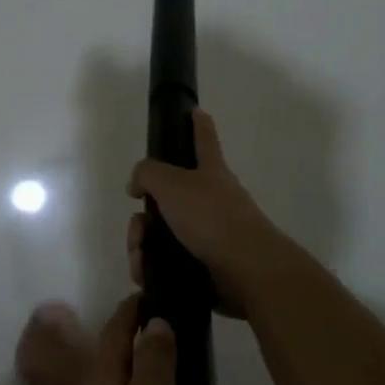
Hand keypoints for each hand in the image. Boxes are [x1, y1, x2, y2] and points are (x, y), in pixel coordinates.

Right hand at [126, 108, 289, 315]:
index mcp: (210, 172)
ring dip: (142, 246)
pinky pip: (168, 262)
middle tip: (138, 229)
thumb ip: (147, 174)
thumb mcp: (171, 184)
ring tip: (140, 259)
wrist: (247, 271)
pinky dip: (152, 267)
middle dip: (143, 216)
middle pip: (167, 198)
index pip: (204, 140)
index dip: (199, 124)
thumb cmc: (212, 217)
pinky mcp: (205, 266)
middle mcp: (212, 200)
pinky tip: (146, 273)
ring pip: (162, 234)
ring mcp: (210, 234)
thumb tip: (137, 185)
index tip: (196, 111)